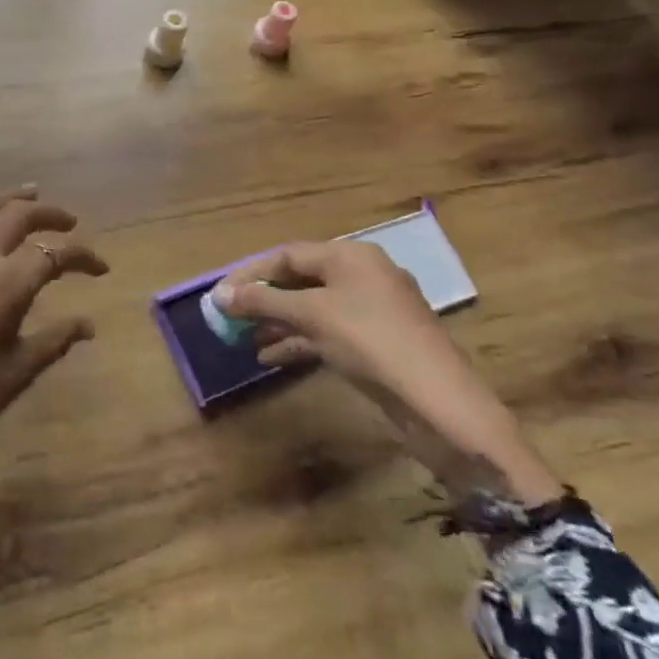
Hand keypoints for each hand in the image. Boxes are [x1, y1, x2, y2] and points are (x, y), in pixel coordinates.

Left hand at [0, 186, 107, 519]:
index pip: (53, 254)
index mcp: (3, 285)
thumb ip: (54, 340)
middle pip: (16, 215)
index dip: (83, 257)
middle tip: (70, 224)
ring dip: (7, 200)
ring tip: (29, 195)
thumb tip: (87, 324)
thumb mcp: (15, 374)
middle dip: (49, 214)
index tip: (101, 269)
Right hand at [215, 241, 561, 505]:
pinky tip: (271, 358)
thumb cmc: (371, 342)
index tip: (220, 294)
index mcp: (351, 256)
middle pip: (301, 279)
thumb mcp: (312, 315)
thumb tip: (219, 295)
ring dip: (279, 322)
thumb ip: (264, 303)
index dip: (251, 273)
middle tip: (231, 317)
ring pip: (314, 308)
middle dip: (264, 299)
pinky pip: (328, 332)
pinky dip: (300, 341)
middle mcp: (362, 275)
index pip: (288, 255)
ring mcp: (372, 311)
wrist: (439, 403)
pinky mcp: (377, 343)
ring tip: (245, 339)